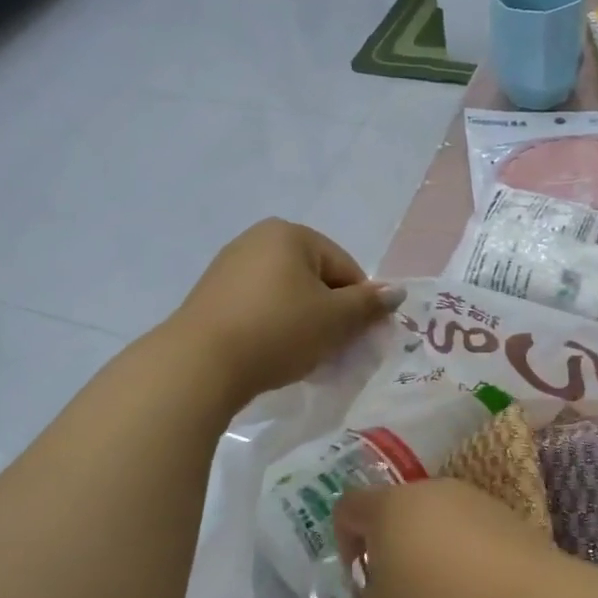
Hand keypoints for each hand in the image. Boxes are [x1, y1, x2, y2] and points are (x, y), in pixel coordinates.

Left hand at [169, 220, 401, 403]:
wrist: (200, 363)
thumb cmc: (278, 331)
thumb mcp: (335, 320)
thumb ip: (369, 305)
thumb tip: (397, 292)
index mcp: (290, 234)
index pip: (346, 268)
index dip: (359, 306)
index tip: (357, 340)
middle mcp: (257, 239)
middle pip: (315, 280)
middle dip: (329, 315)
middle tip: (331, 352)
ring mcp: (229, 267)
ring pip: (287, 296)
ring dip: (303, 324)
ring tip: (301, 358)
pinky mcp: (211, 296)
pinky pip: (259, 308)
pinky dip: (273, 328)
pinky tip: (272, 354)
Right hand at [321, 479, 560, 597]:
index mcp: (389, 506)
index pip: (348, 507)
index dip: (343, 543)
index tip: (359, 585)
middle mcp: (430, 491)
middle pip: (395, 515)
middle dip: (390, 555)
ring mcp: (475, 500)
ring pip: (438, 524)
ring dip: (431, 558)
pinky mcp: (511, 518)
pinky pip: (475, 536)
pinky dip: (469, 562)